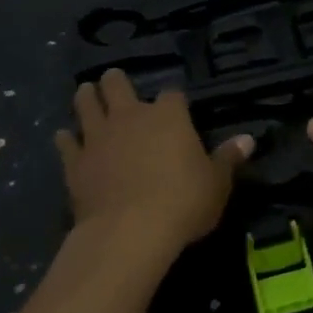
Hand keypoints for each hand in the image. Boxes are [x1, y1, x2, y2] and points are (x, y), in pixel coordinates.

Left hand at [55, 70, 251, 263]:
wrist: (130, 231)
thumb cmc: (183, 203)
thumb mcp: (217, 184)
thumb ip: (228, 159)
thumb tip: (248, 140)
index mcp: (168, 116)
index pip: (172, 94)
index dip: (173, 100)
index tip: (175, 107)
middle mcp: (130, 116)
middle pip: (118, 85)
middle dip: (116, 82)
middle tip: (114, 81)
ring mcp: (98, 137)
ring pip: (86, 104)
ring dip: (86, 97)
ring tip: (86, 93)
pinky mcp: (75, 162)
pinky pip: (66, 142)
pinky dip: (66, 138)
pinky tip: (64, 137)